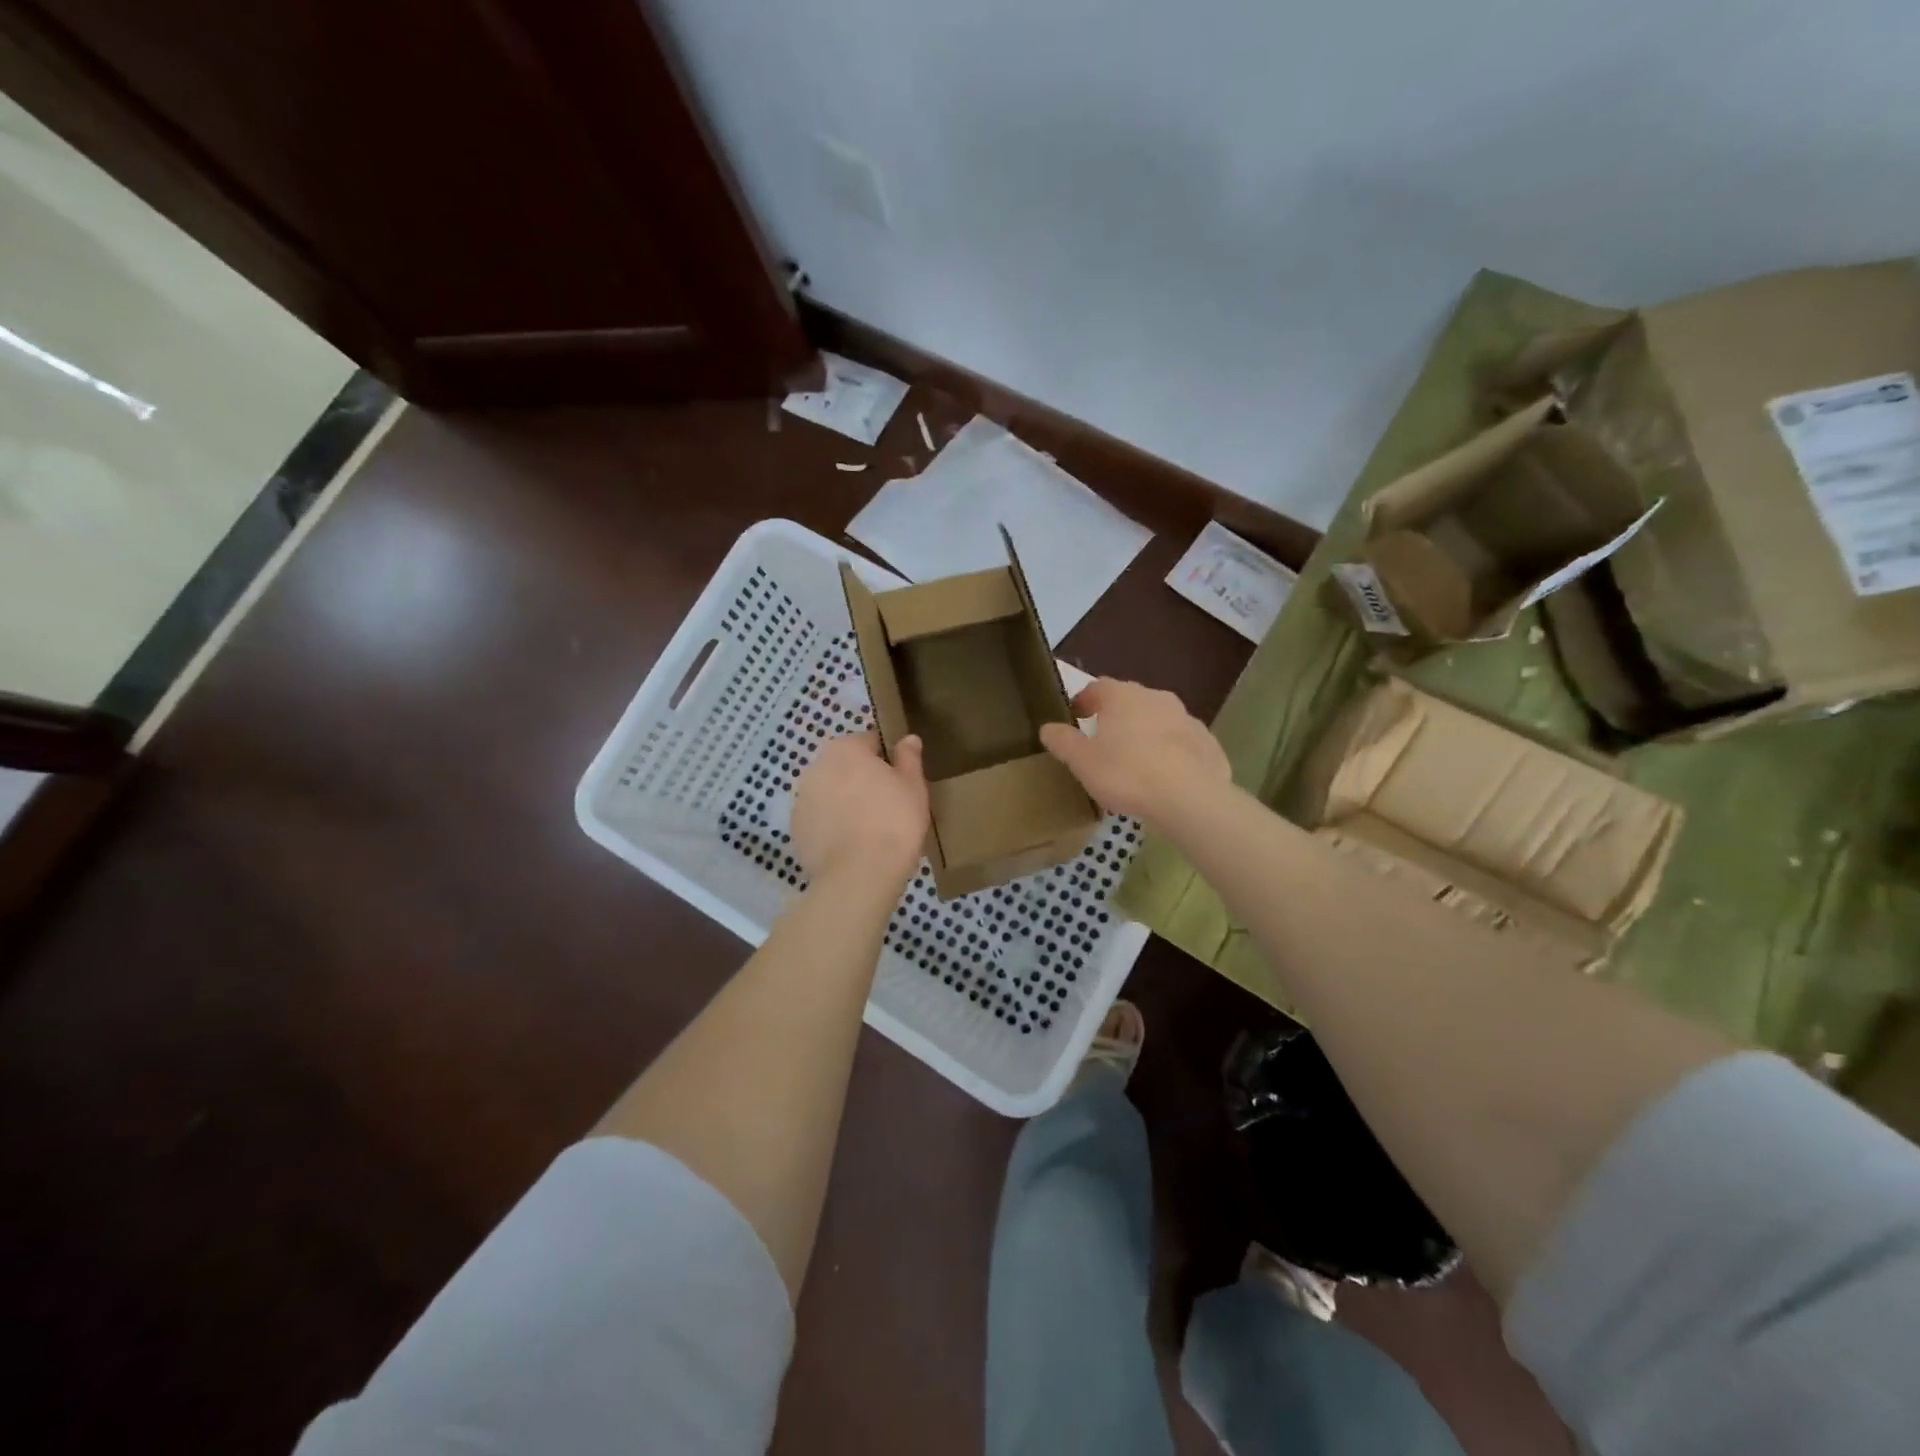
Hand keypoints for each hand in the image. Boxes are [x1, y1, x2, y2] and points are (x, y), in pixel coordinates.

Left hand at [793, 732, 928, 887]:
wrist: (859, 875)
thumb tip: (908, 739)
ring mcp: (801, 799)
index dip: (887, 760)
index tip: (900, 782)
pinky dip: (832, 825)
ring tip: (869, 829)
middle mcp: (816, 766)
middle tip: (887, 805)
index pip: (870, 741)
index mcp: (845, 748)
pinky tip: (851, 844)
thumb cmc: (894, 822)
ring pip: (830, 792)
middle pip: (845, 766)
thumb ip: (909, 757)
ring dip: (844, 802)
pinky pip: (820, 819)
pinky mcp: (795, 829)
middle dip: (862, 780)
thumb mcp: (913, 786)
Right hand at [1039, 678, 1230, 825]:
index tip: (1075, 717)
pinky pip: (1181, 742)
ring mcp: (1186, 718)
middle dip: (1116, 717)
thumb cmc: (1126, 773)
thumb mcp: (1082, 761)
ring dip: (1145, 733)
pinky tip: (1165, 776)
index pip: (1097, 687)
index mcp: (1122, 696)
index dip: (1084, 701)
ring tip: (1135, 762)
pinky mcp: (1207, 742)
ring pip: (1158, 720)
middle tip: (1104, 742)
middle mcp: (1155, 697)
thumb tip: (1047, 727)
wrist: (1189, 796)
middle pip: (1129, 701)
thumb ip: (1063, 741)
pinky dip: (1171, 752)